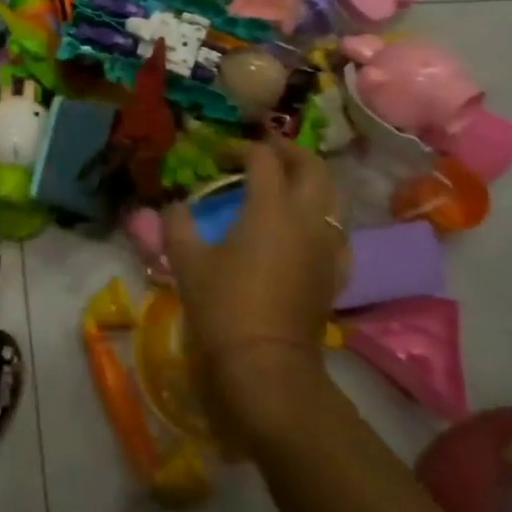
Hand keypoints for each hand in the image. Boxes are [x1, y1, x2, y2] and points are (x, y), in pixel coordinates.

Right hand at [162, 137, 348, 417]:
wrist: (266, 363)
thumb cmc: (223, 305)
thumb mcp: (186, 259)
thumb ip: (177, 223)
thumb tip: (175, 206)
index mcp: (270, 208)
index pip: (263, 158)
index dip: (240, 148)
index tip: (218, 155)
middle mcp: (306, 218)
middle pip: (312, 167)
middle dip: (288, 152)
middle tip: (263, 153)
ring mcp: (327, 245)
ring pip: (332, 196)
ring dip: (310, 180)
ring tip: (284, 183)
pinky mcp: (335, 271)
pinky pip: (336, 229)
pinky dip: (321, 215)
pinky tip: (303, 227)